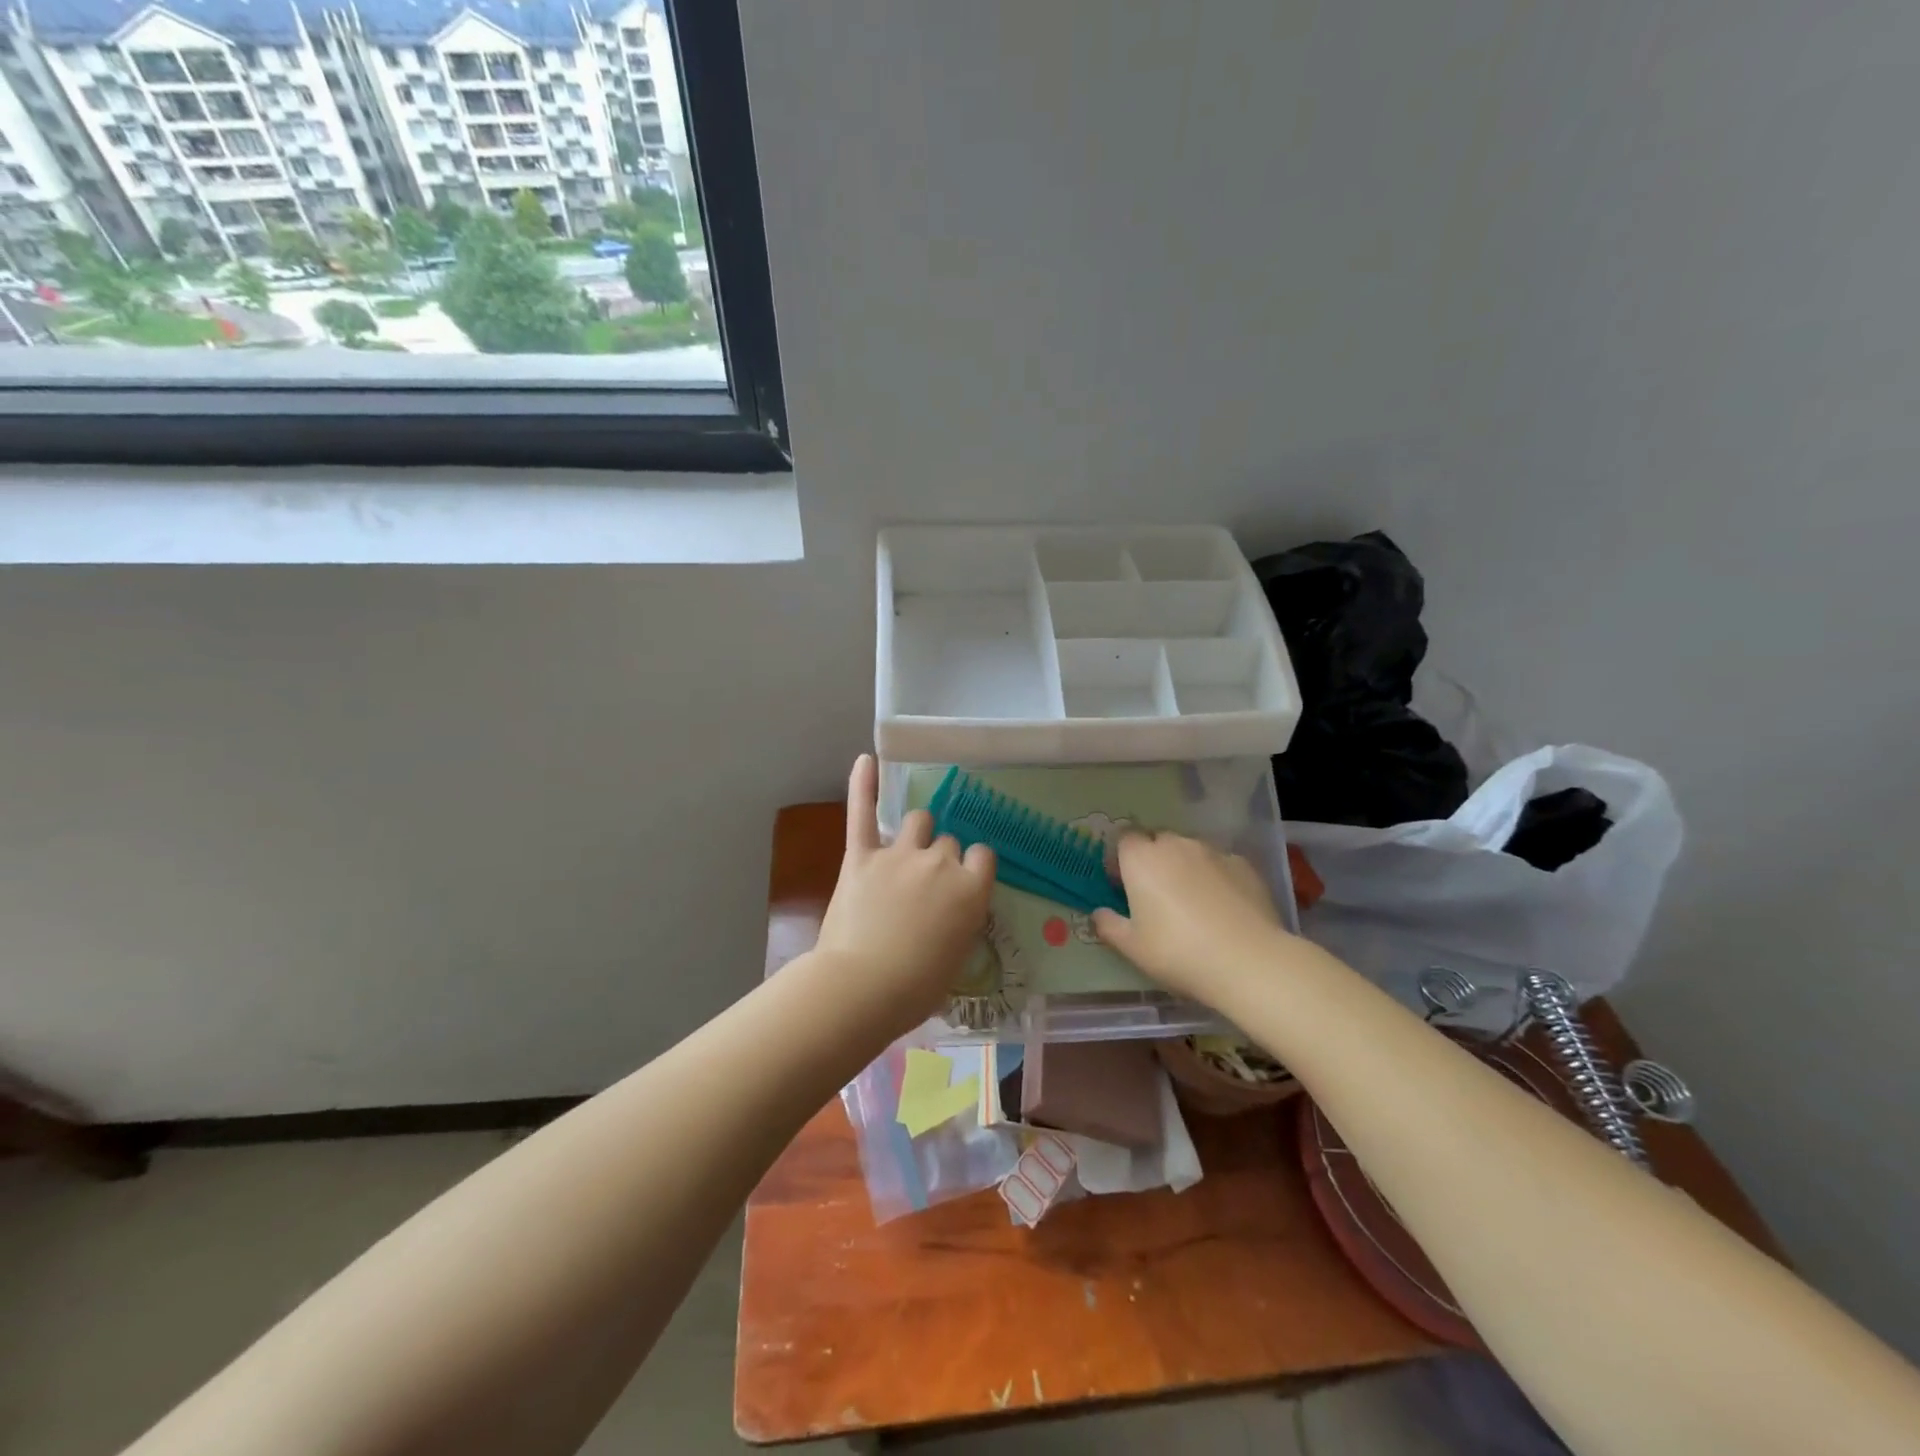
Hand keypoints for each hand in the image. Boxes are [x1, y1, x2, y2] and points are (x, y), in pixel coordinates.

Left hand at [814, 755, 996, 1033]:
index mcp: (971, 889)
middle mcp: (941, 862)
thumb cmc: (917, 988)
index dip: (972, 868)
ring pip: (919, 820)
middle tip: (927, 885)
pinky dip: (862, 785)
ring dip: (917, 831)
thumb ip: (962, 922)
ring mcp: (900, 854)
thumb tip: (953, 912)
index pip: (983, 856)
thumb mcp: (958, 958)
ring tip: (907, 848)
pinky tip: (865, 760)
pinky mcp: (862, 856)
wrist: (864, 988)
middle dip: (942, 857)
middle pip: (949, 841)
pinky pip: (863, 812)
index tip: (963, 883)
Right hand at [1093, 831, 1289, 1004]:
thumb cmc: (1177, 951)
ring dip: (1185, 866)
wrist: (1248, 960)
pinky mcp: (1244, 865)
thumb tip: (1099, 913)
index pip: (1124, 840)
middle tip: (1156, 895)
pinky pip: (1220, 864)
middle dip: (1153, 860)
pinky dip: (1215, 877)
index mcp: (1141, 859)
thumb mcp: (1132, 947)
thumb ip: (1109, 925)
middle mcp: (1175, 845)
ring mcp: (1213, 852)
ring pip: (1190, 850)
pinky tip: (1223, 907)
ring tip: (1192, 901)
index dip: (1122, 860)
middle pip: (1158, 841)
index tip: (1123, 885)